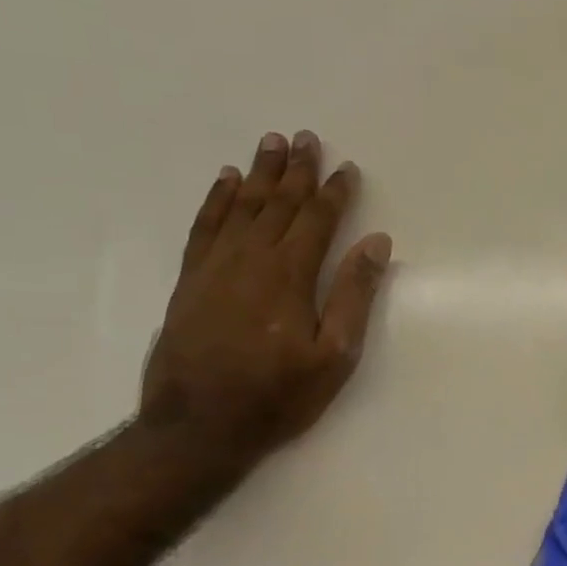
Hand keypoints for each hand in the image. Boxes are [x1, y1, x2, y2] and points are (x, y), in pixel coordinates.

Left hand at [141, 131, 391, 456]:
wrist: (197, 428)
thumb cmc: (277, 396)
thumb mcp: (334, 356)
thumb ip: (354, 295)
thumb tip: (376, 244)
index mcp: (291, 276)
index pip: (317, 221)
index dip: (335, 193)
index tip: (348, 168)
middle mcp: (251, 260)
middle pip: (278, 204)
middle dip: (297, 170)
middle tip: (306, 138)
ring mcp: (215, 268)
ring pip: (241, 206)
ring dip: (259, 173)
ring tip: (271, 143)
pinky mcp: (190, 281)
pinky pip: (204, 226)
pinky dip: (216, 200)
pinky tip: (225, 182)